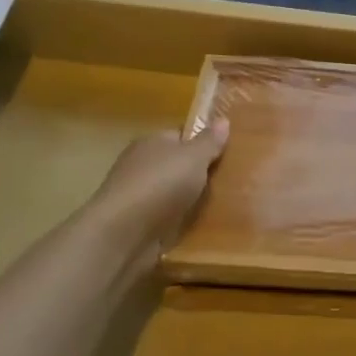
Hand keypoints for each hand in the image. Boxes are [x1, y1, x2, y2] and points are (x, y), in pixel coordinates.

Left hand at [85, 121, 228, 255]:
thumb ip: (209, 141)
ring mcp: (138, 196)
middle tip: (233, 180)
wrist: (122, 234)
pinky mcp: (138, 225)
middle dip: (200, 173)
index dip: (203, 142)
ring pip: (173, 193)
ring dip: (191, 200)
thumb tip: (223, 120)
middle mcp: (141, 165)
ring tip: (225, 206)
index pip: (180, 135)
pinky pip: (168, 218)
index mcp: (151, 142)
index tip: (229, 151)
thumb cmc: (160, 185)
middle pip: (177, 165)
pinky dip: (182, 222)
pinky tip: (203, 227)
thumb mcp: (193, 157)